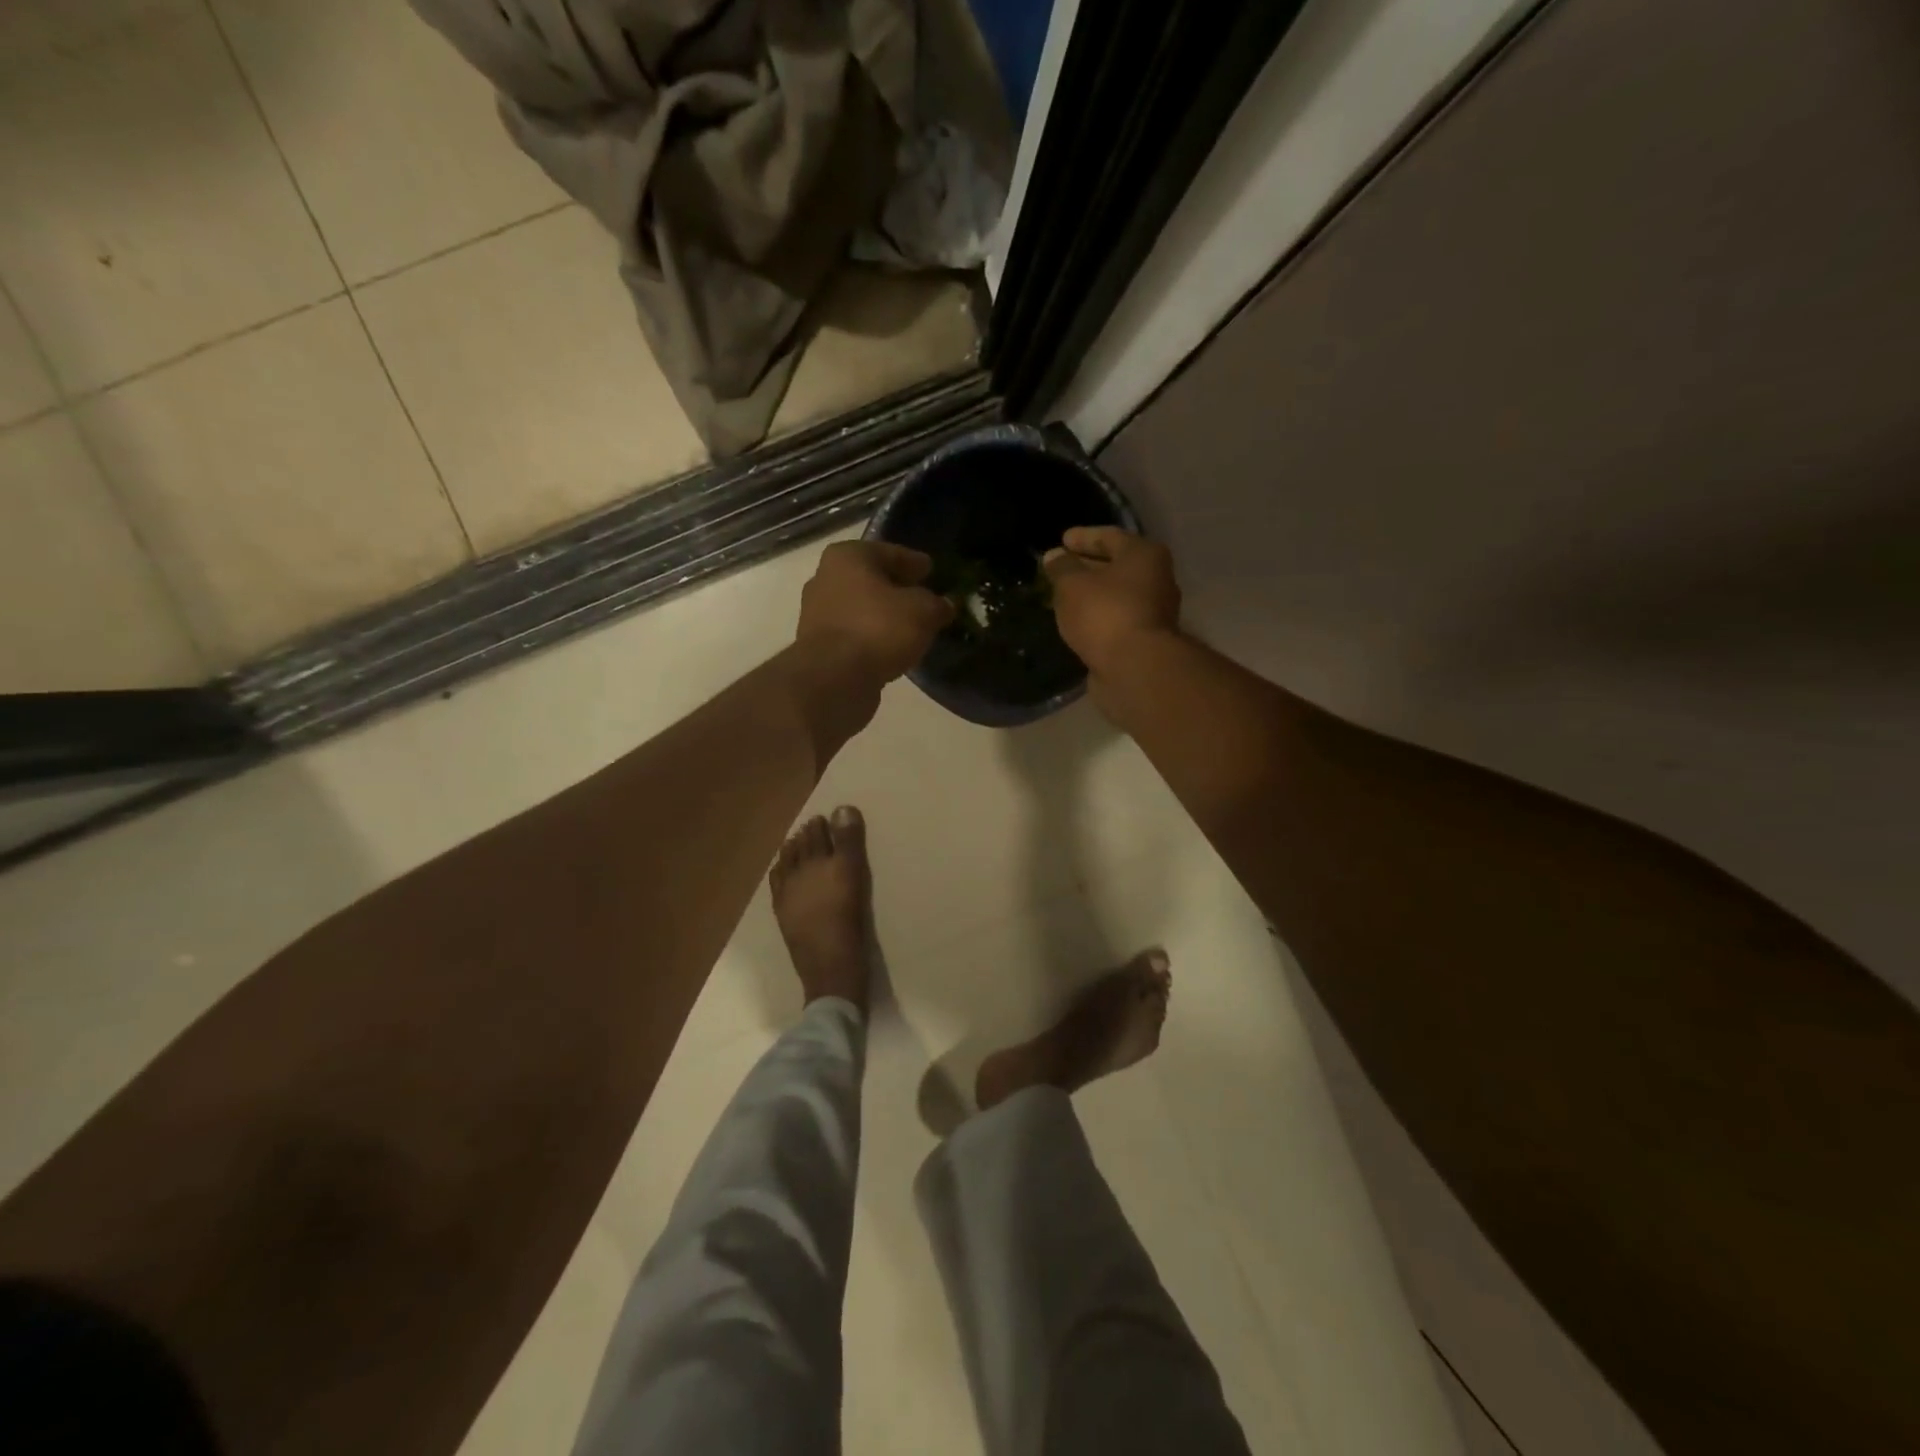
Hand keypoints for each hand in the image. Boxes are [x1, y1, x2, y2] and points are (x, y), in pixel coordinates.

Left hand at [796, 541, 955, 684]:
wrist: (834, 679)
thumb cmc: (879, 629)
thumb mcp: (923, 611)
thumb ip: (937, 604)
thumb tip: (944, 606)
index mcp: (848, 556)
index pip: (891, 553)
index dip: (915, 562)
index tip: (932, 570)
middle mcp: (825, 578)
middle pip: (872, 580)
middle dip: (897, 588)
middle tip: (924, 598)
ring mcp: (817, 613)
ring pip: (861, 608)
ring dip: (884, 615)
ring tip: (911, 626)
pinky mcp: (818, 646)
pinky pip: (854, 634)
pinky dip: (872, 637)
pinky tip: (892, 647)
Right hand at [1043, 527, 1181, 678]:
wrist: (1136, 668)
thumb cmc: (1106, 614)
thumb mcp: (1073, 585)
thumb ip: (1062, 568)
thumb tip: (1055, 556)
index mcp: (1144, 555)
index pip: (1110, 536)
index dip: (1083, 537)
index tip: (1062, 540)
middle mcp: (1156, 579)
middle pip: (1117, 566)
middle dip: (1087, 566)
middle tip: (1060, 568)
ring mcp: (1154, 611)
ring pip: (1116, 594)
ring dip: (1092, 594)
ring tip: (1064, 596)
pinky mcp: (1145, 639)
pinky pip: (1116, 618)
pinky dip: (1098, 616)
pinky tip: (1078, 621)